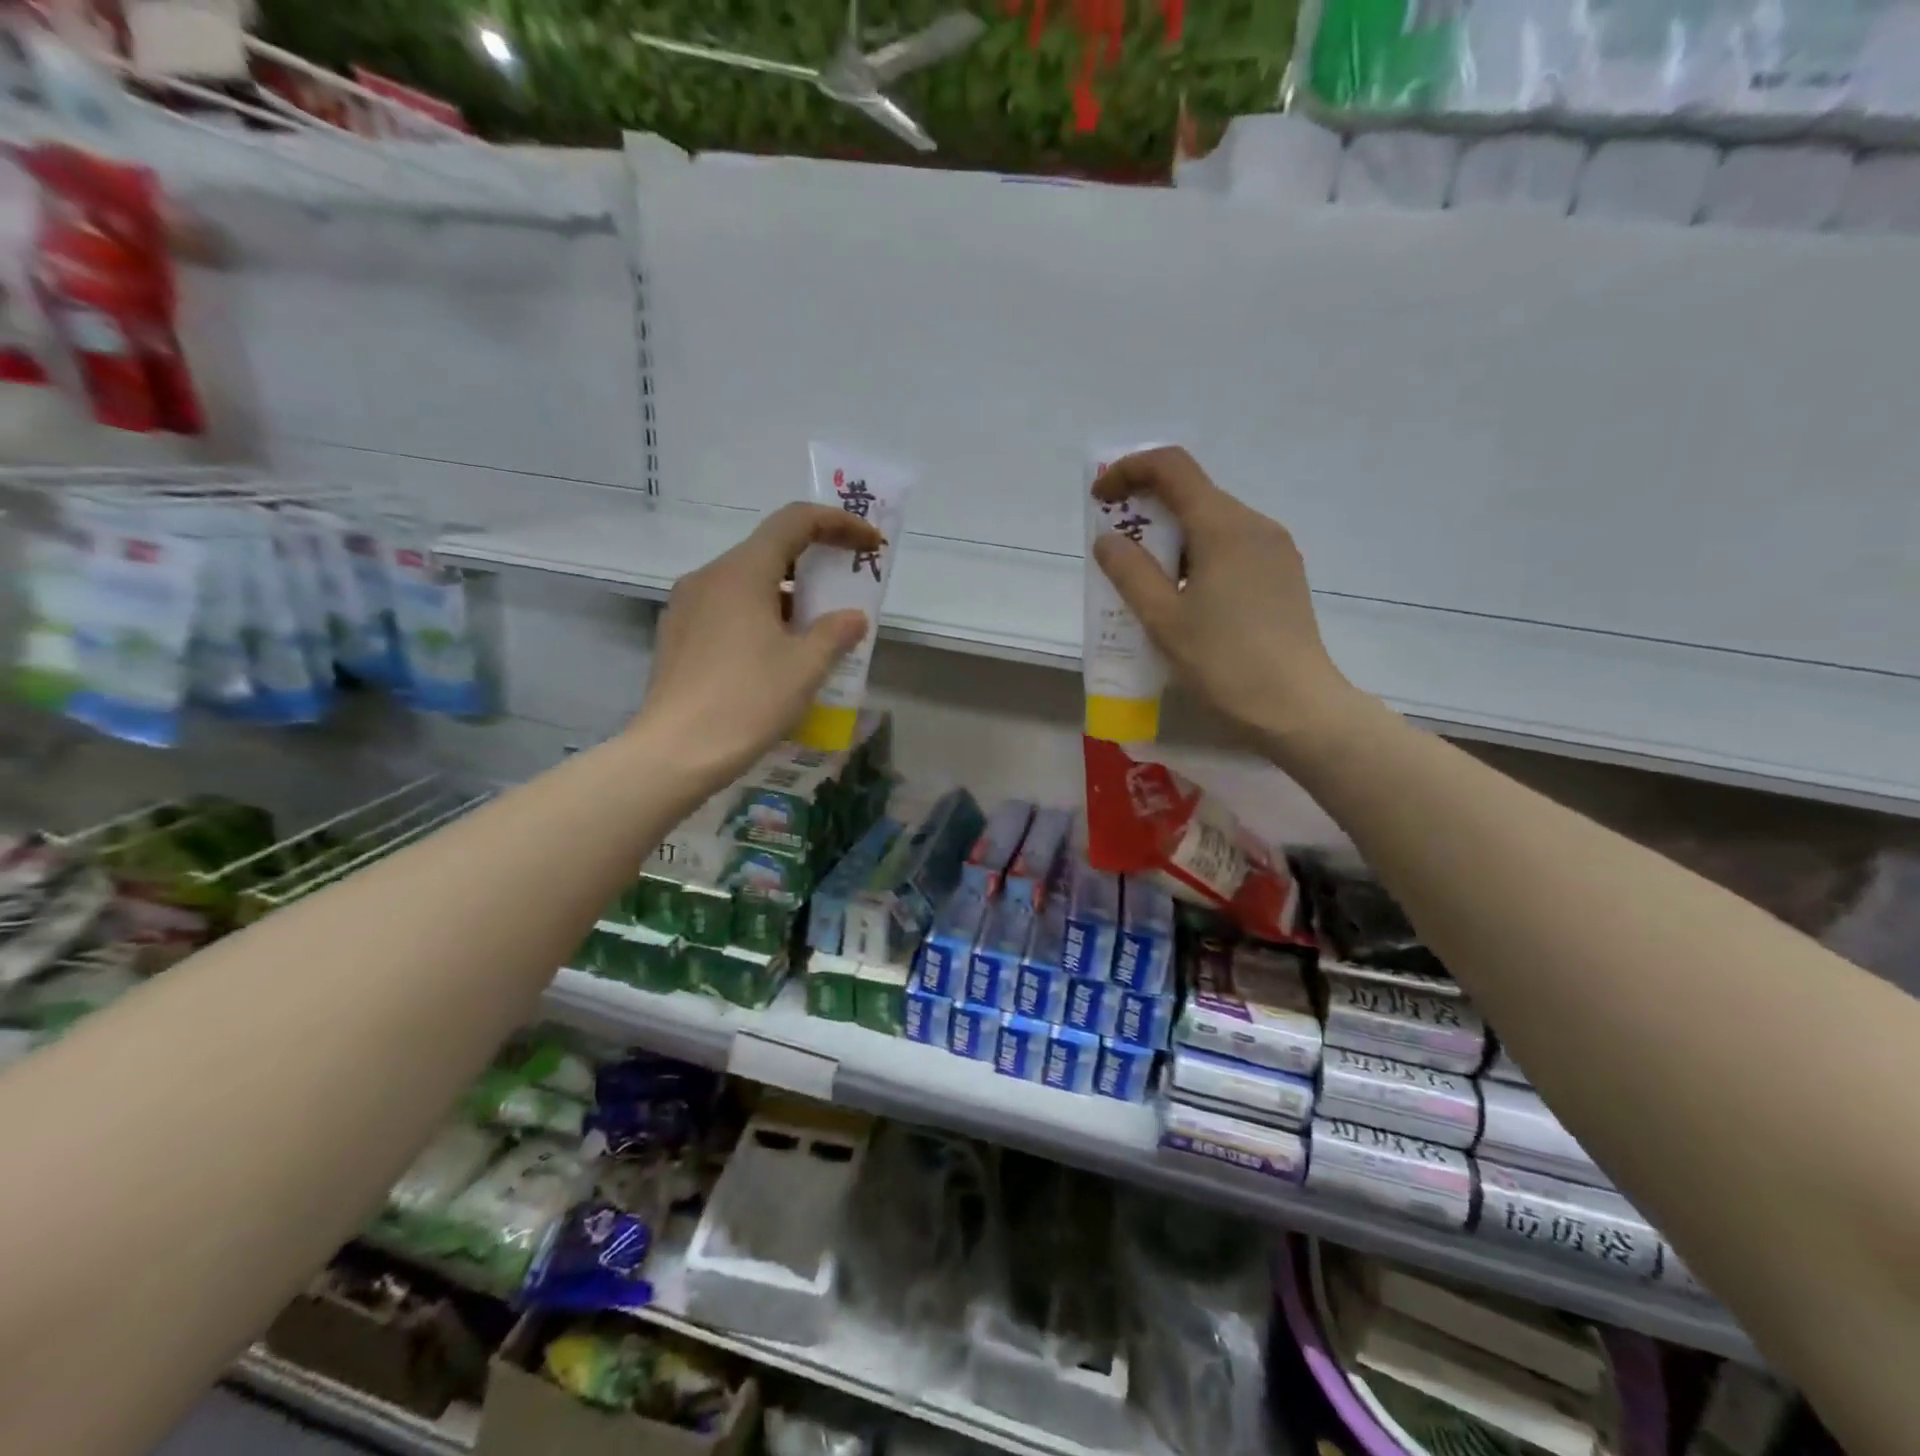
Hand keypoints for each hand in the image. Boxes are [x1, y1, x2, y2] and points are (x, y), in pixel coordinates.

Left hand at [639, 503, 879, 785]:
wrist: (675, 753)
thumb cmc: (747, 701)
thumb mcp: (805, 667)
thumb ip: (835, 633)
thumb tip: (852, 618)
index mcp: (742, 572)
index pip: (795, 521)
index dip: (838, 523)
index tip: (869, 543)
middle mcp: (709, 577)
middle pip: (769, 550)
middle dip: (814, 565)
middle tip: (845, 591)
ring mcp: (686, 606)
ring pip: (746, 583)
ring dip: (786, 596)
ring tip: (815, 632)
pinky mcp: (678, 636)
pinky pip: (727, 609)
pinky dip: (759, 617)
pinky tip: (775, 655)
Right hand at [1092, 447, 1364, 753]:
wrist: (1297, 708)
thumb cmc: (1224, 662)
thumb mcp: (1163, 619)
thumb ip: (1130, 572)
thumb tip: (1108, 540)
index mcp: (1224, 527)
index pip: (1172, 468)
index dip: (1129, 471)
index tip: (1100, 501)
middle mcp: (1255, 525)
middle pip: (1193, 494)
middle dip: (1148, 511)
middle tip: (1117, 552)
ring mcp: (1275, 550)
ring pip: (1212, 524)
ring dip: (1172, 539)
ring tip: (1147, 586)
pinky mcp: (1283, 576)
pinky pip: (1231, 548)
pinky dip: (1197, 558)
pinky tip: (1184, 600)